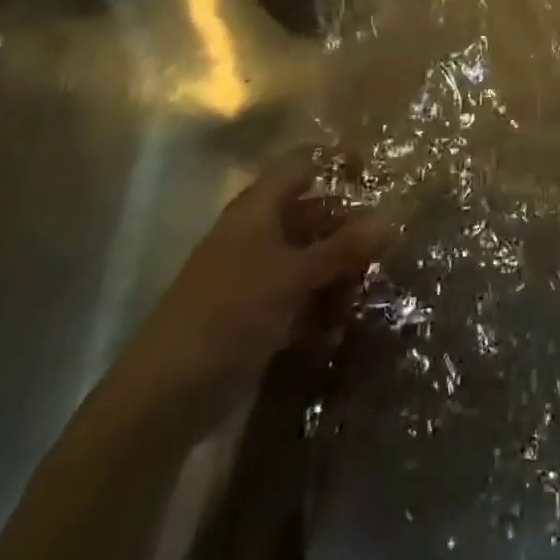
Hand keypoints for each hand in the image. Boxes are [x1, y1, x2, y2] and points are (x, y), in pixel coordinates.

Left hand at [105, 161, 391, 440]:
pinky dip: (320, 308)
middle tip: (389, 247)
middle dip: (350, 230)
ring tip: (367, 294)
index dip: (339, 164)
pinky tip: (339, 329)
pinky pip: (299, 298)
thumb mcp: (294, 275)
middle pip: (313, 216)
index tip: (380, 177)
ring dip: (340, 275)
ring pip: (310, 260)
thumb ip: (344, 247)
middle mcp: (257, 234)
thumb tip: (394, 218)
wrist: (165, 395)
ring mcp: (254, 277)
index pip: (303, 166)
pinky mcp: (254, 316)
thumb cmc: (230, 313)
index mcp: (258, 209)